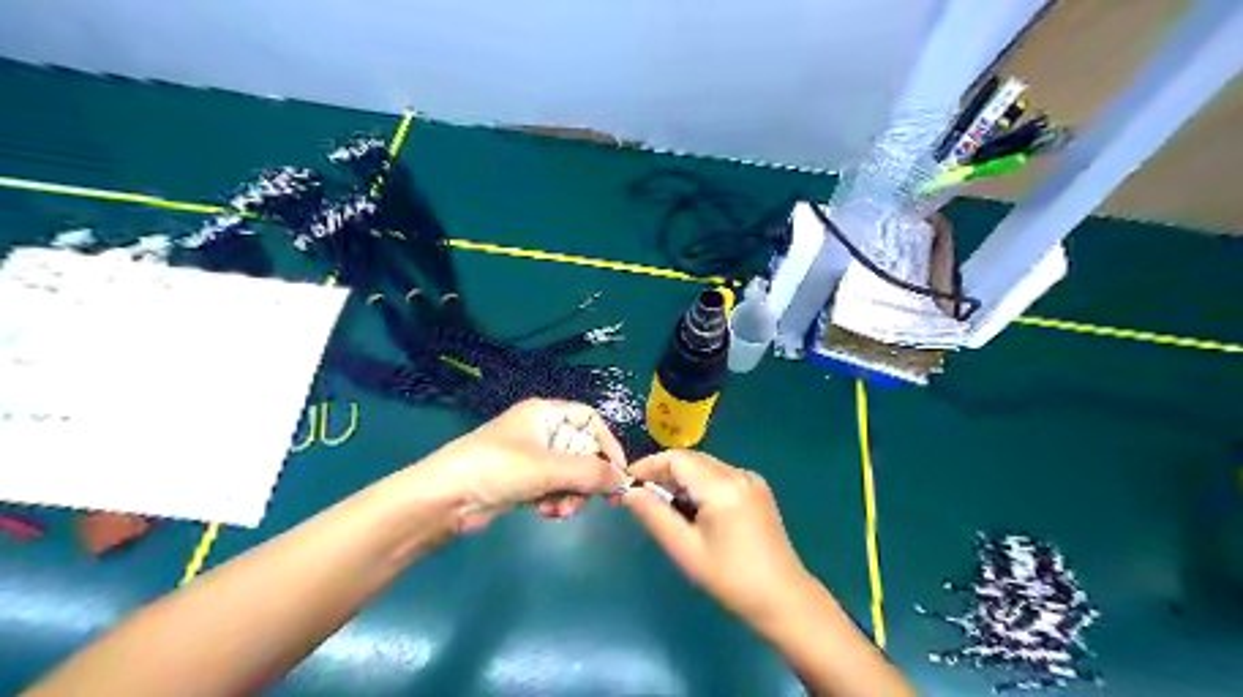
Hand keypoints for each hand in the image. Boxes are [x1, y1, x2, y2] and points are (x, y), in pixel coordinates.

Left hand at [418, 398, 632, 534]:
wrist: (443, 499)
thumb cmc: (497, 468)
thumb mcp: (548, 467)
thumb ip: (590, 472)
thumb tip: (624, 480)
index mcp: (546, 413)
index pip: (591, 420)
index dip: (608, 444)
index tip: (619, 474)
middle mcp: (542, 432)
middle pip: (583, 451)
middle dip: (586, 478)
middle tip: (588, 501)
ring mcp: (532, 458)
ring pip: (570, 475)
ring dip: (571, 495)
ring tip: (558, 510)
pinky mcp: (523, 482)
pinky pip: (554, 489)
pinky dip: (555, 501)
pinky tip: (545, 513)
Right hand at [628, 452, 812, 624]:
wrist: (783, 598)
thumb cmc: (730, 578)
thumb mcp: (685, 550)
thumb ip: (654, 515)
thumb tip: (628, 492)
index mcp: (722, 486)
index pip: (676, 459)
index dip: (648, 466)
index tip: (626, 483)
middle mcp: (738, 473)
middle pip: (691, 459)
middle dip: (662, 473)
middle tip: (640, 497)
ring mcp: (751, 479)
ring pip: (704, 466)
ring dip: (680, 480)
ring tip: (663, 506)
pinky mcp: (757, 488)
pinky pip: (719, 475)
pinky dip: (699, 485)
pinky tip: (692, 510)